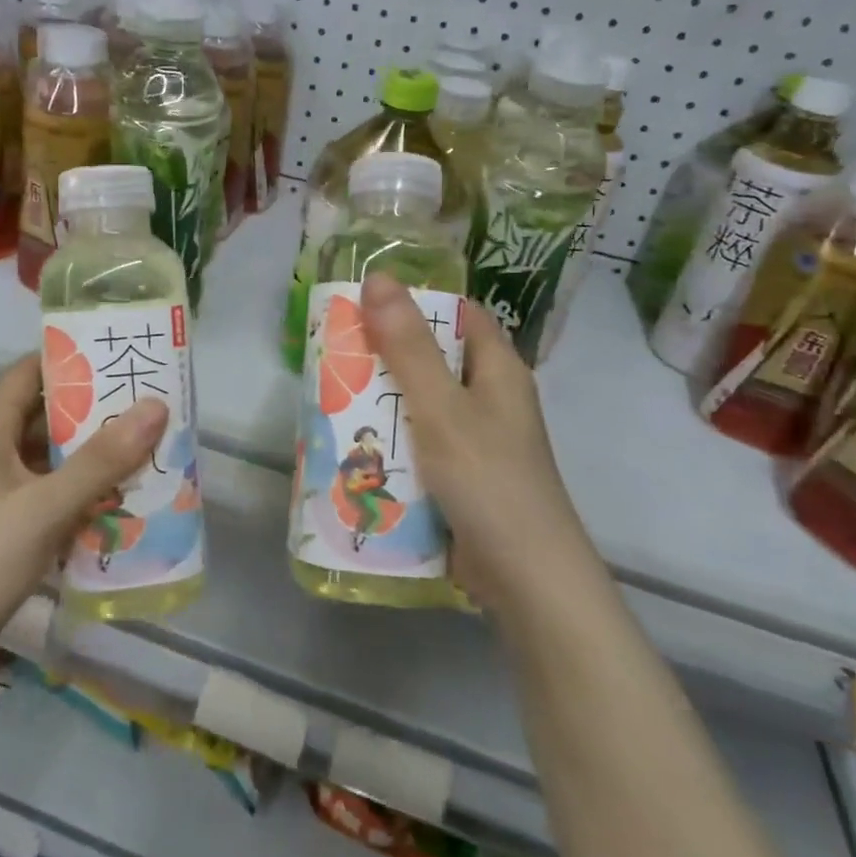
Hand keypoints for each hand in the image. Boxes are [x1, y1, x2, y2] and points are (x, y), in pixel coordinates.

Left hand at [0, 354, 166, 684]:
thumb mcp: (45, 508)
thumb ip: (101, 460)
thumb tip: (156, 406)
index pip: (27, 373)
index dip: (69, 358)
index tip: (119, 354)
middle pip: (44, 417)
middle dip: (95, 412)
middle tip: (148, 406)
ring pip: (50, 461)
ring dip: (93, 458)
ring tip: (147, 451)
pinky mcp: (2, 533)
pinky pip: (49, 498)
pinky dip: (81, 496)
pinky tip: (121, 505)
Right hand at [359, 274, 581, 611]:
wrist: (525, 578)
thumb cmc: (487, 479)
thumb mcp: (442, 407)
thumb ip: (409, 346)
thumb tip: (379, 277)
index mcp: (498, 369)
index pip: (458, 314)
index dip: (416, 301)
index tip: (364, 300)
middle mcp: (490, 399)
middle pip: (433, 360)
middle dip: (385, 354)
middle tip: (334, 348)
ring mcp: (476, 441)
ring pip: (421, 405)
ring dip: (382, 401)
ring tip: (330, 392)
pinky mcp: (461, 478)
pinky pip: (420, 445)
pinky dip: (391, 441)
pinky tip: (354, 444)